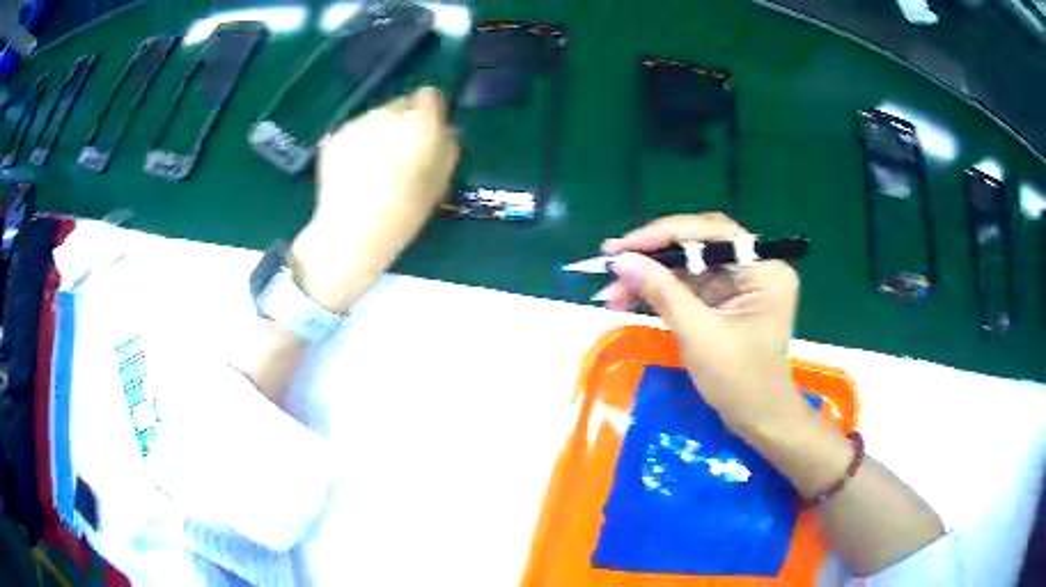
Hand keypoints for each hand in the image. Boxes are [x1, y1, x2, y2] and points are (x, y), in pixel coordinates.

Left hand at [291, 87, 459, 312]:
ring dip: (378, 133)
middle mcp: (387, 112)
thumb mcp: (440, 181)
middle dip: (402, 123)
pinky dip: (355, 146)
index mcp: (419, 121)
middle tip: (400, 155)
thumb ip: (446, 148)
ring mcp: (357, 122)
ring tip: (373, 168)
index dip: (431, 112)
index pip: (430, 95)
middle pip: (400, 106)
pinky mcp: (334, 136)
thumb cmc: (405, 209)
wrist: (352, 230)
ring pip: (374, 119)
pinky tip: (353, 173)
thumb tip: (444, 132)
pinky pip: (353, 133)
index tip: (429, 132)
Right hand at [602, 213, 812, 437]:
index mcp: (765, 269)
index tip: (623, 246)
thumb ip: (662, 291)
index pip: (711, 232)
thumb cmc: (739, 380)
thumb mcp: (699, 334)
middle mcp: (756, 267)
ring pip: (689, 267)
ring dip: (652, 278)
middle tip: (612, 264)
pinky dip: (662, 294)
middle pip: (698, 246)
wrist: (758, 421)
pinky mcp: (728, 302)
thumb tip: (621, 260)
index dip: (664, 235)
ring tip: (612, 293)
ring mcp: (742, 284)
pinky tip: (630, 300)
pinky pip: (690, 287)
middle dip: (654, 257)